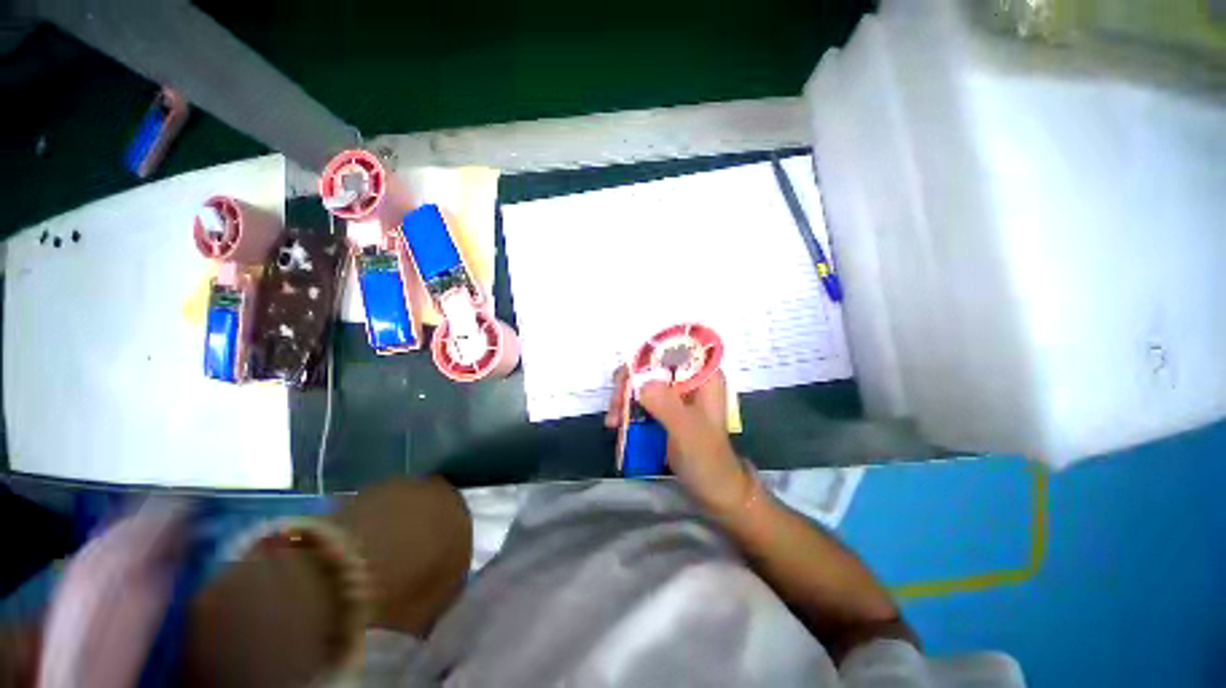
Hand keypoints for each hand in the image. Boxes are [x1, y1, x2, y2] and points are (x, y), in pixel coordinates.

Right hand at [606, 367, 752, 513]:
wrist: (715, 491)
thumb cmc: (707, 460)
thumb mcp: (687, 431)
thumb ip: (666, 404)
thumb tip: (640, 381)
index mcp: (703, 376)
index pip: (673, 349)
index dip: (647, 354)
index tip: (627, 376)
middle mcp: (689, 379)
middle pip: (652, 364)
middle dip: (629, 382)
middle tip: (616, 406)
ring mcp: (676, 394)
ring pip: (642, 381)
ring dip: (624, 397)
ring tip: (614, 422)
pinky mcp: (665, 409)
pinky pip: (641, 399)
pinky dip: (627, 408)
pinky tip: (617, 425)